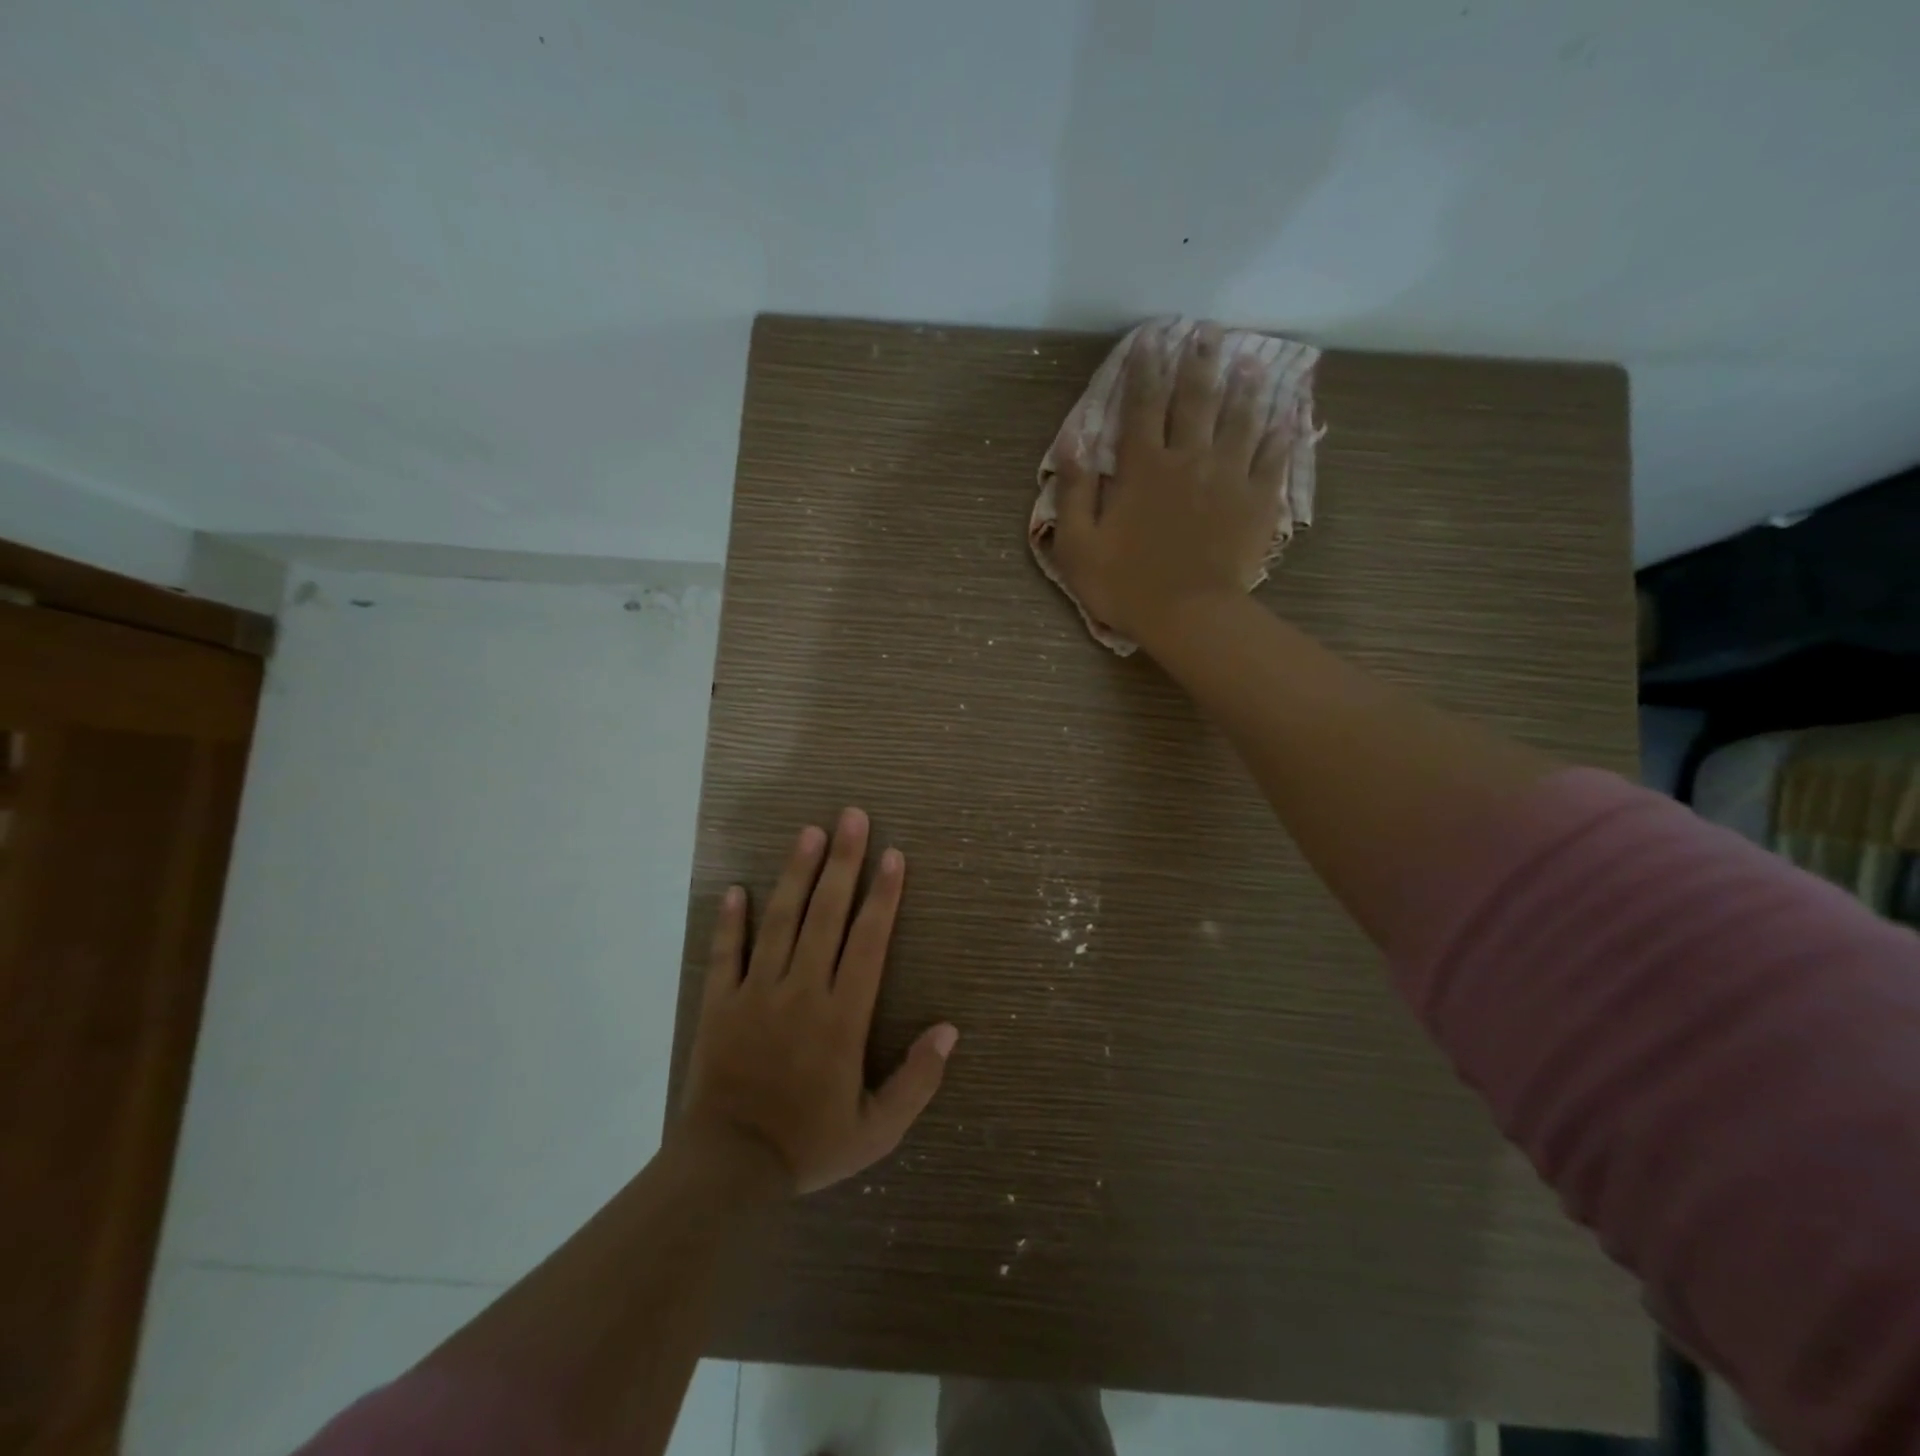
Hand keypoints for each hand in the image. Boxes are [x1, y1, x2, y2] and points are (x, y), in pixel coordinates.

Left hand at [679, 809, 957, 1195]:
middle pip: (825, 914)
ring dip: (795, 874)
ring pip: (780, 921)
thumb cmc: (808, 1144)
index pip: (868, 941)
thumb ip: (917, 1080)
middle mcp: (801, 990)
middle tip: (852, 817)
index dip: (883, 895)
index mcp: (842, 1016)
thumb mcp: (877, 1130)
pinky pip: (725, 953)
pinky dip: (730, 920)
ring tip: (808, 832)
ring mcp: (756, 993)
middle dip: (843, 862)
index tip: (893, 855)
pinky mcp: (718, 1004)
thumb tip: (949, 1030)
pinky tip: (736, 888)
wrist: (727, 1169)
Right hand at [1051, 319, 1290, 653]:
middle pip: (1194, 400)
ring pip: (1239, 419)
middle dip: (1199, 362)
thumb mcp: (1078, 545)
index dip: (1144, 369)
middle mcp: (1187, 459)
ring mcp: (1227, 477)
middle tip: (1208, 330)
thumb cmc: (1125, 585)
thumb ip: (1073, 491)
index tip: (1151, 338)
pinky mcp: (1256, 500)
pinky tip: (1290, 413)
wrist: (1188, 615)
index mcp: (1142, 468)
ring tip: (1251, 358)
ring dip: (1244, 386)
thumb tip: (1070, 441)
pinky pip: (1273, 458)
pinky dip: (1282, 433)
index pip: (1140, 406)